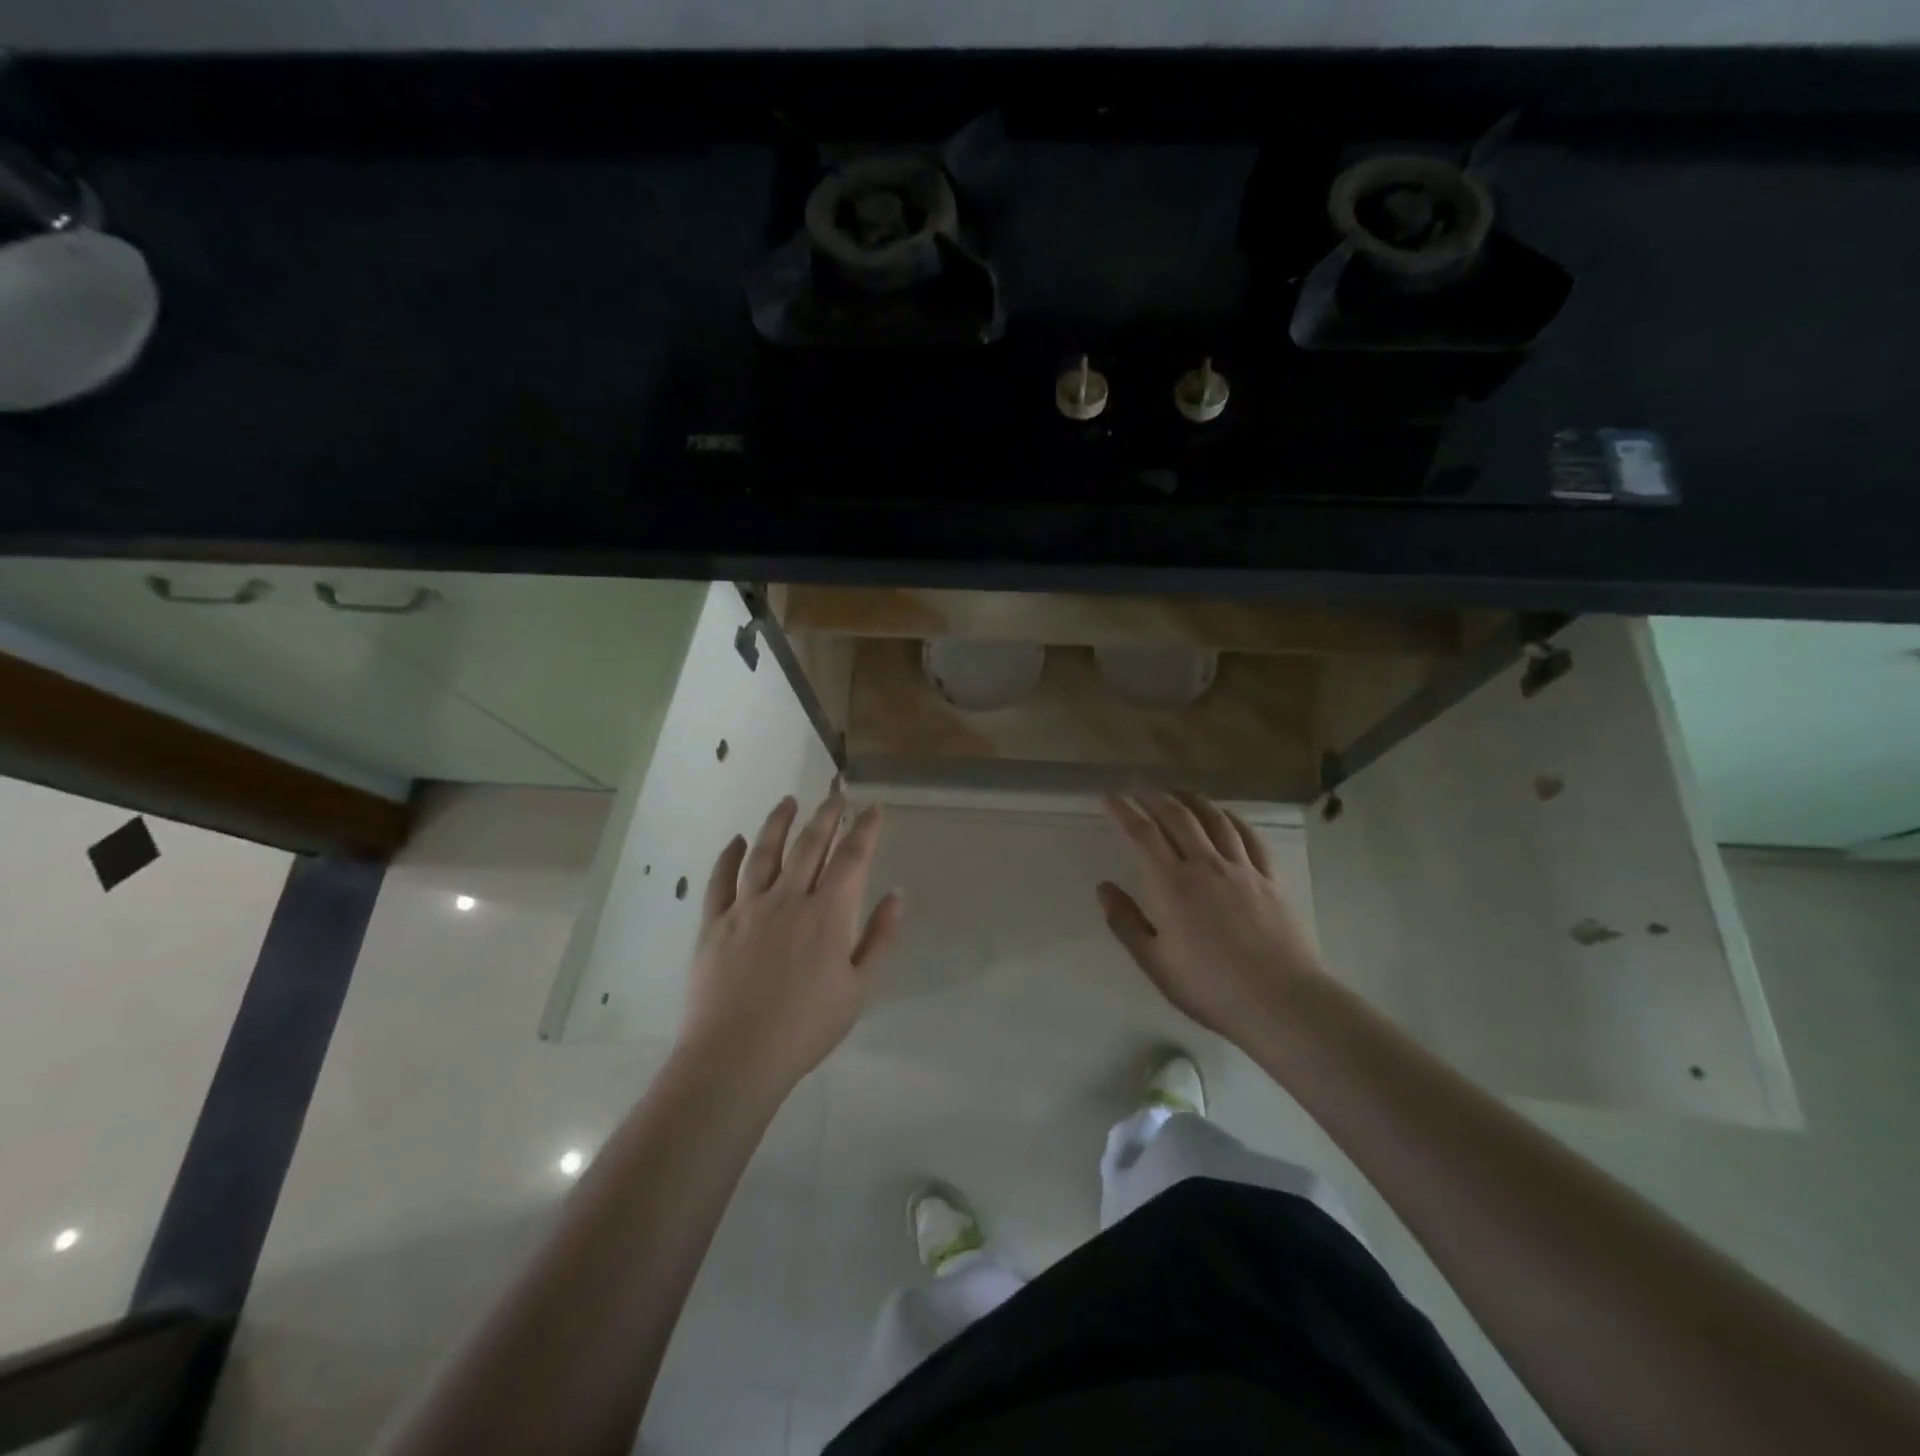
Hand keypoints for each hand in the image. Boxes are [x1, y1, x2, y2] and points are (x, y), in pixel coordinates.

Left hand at [679, 792, 904, 1097]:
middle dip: (826, 815)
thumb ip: (880, 939)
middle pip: (809, 845)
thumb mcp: (858, 990)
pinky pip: (721, 880)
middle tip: (836, 793)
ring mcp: (746, 908)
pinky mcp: (714, 924)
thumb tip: (896, 895)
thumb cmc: (805, 1028)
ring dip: (778, 822)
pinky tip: (738, 841)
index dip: (864, 829)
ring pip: (764, 852)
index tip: (873, 808)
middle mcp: (787, 899)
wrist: (735, 1058)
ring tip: (788, 801)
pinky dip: (730, 856)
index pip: (851, 858)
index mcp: (827, 915)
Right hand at [1097, 790, 1322, 1044]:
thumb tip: (1103, 887)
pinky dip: (1232, 818)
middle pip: (1178, 817)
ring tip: (1178, 792)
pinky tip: (1225, 815)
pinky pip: (1249, 837)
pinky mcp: (1269, 879)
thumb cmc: (1209, 987)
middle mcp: (1205, 865)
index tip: (1110, 797)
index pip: (1143, 834)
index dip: (1124, 811)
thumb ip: (1125, 922)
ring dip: (1192, 800)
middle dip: (1155, 797)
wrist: (1280, 1001)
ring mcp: (1241, 869)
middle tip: (1139, 790)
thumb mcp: (1155, 962)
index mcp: (1171, 884)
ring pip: (1215, 819)